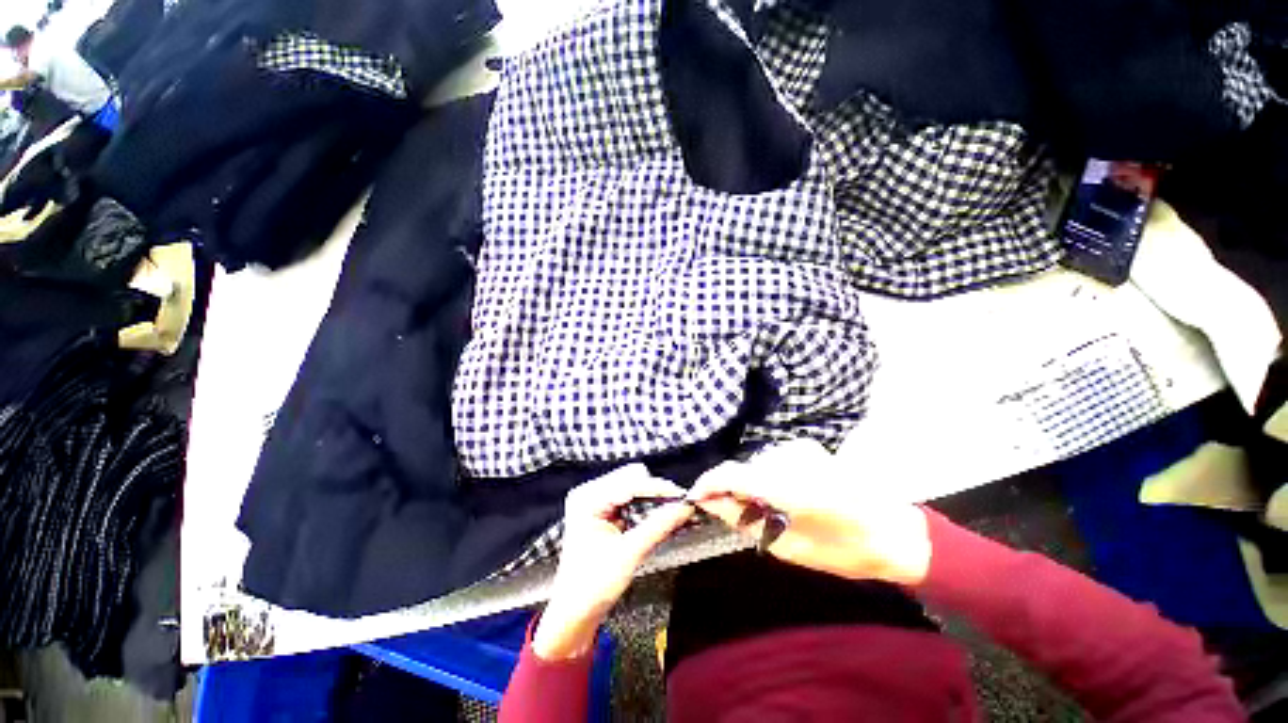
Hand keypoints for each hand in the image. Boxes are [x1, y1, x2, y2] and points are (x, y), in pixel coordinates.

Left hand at [533, 465, 694, 660]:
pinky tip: (662, 518)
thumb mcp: (629, 554)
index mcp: (587, 499)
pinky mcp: (604, 511)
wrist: (575, 613)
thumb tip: (684, 508)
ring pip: (635, 488)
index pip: (629, 484)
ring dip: (655, 500)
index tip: (683, 496)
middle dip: (657, 493)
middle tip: (680, 508)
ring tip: (674, 514)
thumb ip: (658, 527)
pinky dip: (648, 508)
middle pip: (632, 480)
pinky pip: (632, 499)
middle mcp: (590, 493)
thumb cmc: (591, 587)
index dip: (658, 489)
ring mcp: (596, 501)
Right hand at [689, 439, 931, 585]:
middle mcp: (789, 459)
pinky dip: (769, 479)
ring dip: (753, 487)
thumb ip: (744, 521)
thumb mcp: (788, 547)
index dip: (708, 483)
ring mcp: (799, 448)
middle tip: (740, 517)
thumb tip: (711, 504)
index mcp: (788, 488)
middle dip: (732, 491)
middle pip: (743, 470)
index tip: (695, 497)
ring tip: (769, 511)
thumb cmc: (844, 550)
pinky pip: (772, 462)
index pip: (731, 474)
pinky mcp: (805, 447)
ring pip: (756, 466)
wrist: (892, 530)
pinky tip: (785, 496)